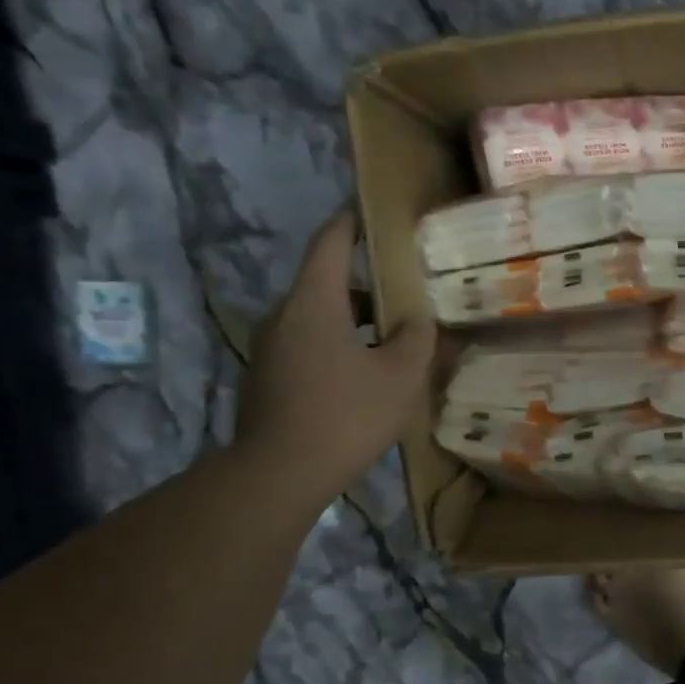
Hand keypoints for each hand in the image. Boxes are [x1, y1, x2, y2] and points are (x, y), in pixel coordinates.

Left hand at [235, 208, 431, 507]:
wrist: (279, 475)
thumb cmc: (346, 415)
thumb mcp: (401, 376)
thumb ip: (417, 338)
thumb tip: (417, 320)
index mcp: (314, 304)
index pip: (331, 243)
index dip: (352, 221)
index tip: (372, 207)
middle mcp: (284, 316)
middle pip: (326, 282)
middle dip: (367, 282)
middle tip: (406, 289)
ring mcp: (270, 348)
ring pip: (318, 317)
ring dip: (355, 319)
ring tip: (395, 338)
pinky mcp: (267, 377)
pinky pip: (308, 344)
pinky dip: (339, 344)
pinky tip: (367, 374)